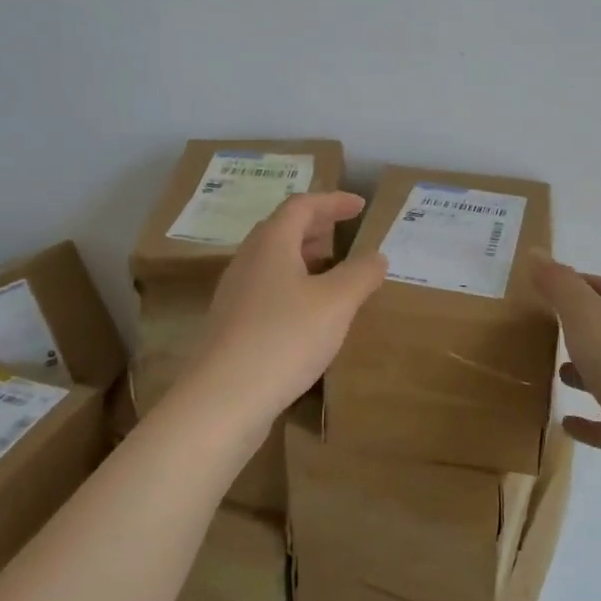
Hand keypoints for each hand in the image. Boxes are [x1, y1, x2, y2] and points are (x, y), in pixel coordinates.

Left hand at [180, 192, 387, 437]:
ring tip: (332, 273)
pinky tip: (309, 314)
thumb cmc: (284, 338)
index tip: (360, 206)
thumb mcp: (336, 303)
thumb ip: (361, 274)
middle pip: (282, 229)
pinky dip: (292, 286)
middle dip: (315, 227)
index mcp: (271, 243)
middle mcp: (248, 260)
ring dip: (303, 258)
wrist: (223, 400)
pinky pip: (267, 289)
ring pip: (272, 261)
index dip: (333, 201)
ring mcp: (235, 294)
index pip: (302, 205)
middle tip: (344, 235)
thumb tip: (378, 255)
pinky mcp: (232, 325)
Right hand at [532, 255, 600, 491]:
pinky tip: (566, 422)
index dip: (585, 283)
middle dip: (585, 328)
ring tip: (555, 372)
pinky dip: (588, 421)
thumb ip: (559, 284)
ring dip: (586, 373)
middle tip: (549, 328)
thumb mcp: (584, 314)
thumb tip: (536, 252)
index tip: (552, 285)